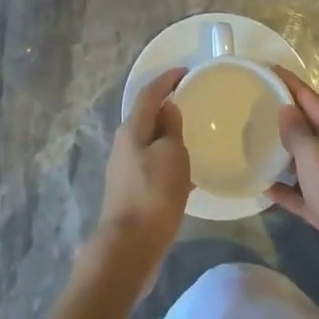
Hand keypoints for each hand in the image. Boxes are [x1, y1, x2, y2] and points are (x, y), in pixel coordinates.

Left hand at [91, 68, 191, 289]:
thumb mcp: (171, 155)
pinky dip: (169, 160)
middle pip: (147, 116)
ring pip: (150, 141)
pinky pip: (153, 164)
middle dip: (167, 107)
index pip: (150, 93)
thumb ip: (171, 128)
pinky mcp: (131, 190)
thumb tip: (168, 108)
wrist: (130, 247)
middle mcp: (124, 144)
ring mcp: (125, 168)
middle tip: (192, 102)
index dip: (167, 79)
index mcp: (132, 129)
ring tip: (193, 136)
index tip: (186, 71)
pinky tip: (187, 175)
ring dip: (169, 135)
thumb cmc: (154, 194)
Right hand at [268, 67, 318, 304]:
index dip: (290, 82)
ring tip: (255, 141)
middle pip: (309, 126)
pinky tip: (264, 187)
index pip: (311, 99)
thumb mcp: (313, 154)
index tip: (267, 68)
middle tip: (256, 102)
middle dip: (285, 113)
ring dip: (283, 151)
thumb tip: (287, 109)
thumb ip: (297, 130)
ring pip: (304, 159)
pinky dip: (285, 188)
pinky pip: (302, 192)